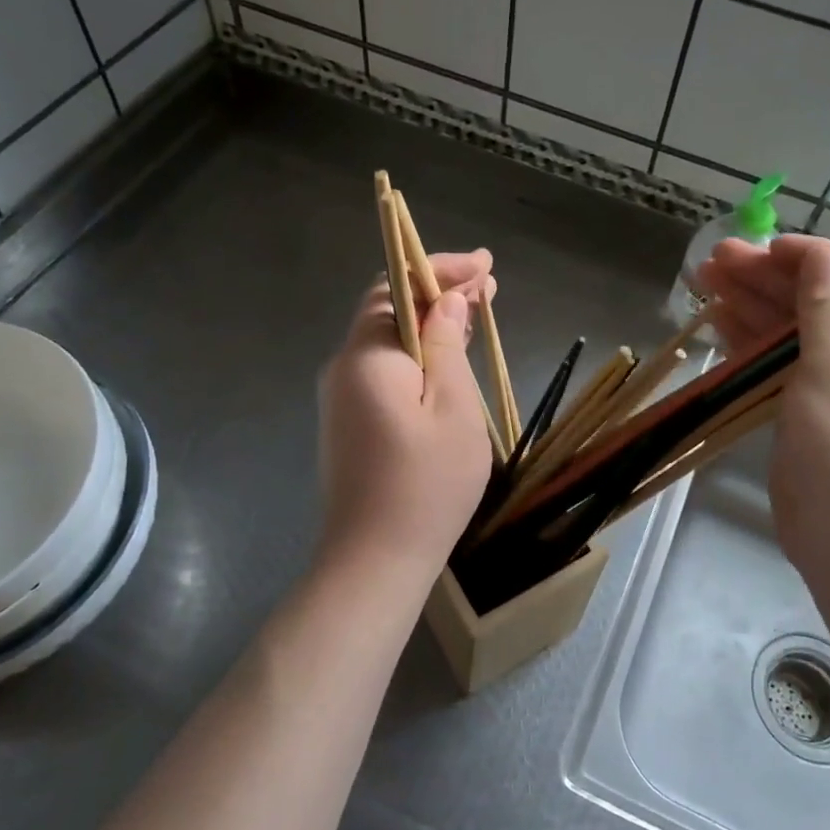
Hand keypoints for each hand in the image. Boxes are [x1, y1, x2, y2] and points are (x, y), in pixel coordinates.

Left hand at [316, 250, 496, 586]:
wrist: (374, 562)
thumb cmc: (426, 485)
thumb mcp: (453, 408)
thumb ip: (446, 345)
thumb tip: (446, 300)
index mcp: (367, 356)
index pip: (395, 286)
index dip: (439, 269)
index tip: (484, 267)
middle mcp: (344, 368)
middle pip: (389, 311)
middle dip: (438, 294)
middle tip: (488, 288)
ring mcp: (341, 398)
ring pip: (388, 343)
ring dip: (429, 325)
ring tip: (475, 315)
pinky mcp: (348, 424)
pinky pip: (384, 372)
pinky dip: (417, 357)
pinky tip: (447, 362)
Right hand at [698, 235, 829, 581]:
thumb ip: (826, 304)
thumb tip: (817, 255)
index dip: (812, 256)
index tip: (765, 246)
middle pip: (821, 302)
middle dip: (768, 279)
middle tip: (715, 260)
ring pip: (794, 332)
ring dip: (751, 305)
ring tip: (703, 280)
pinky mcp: (811, 412)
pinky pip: (780, 365)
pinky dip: (750, 343)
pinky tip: (716, 321)